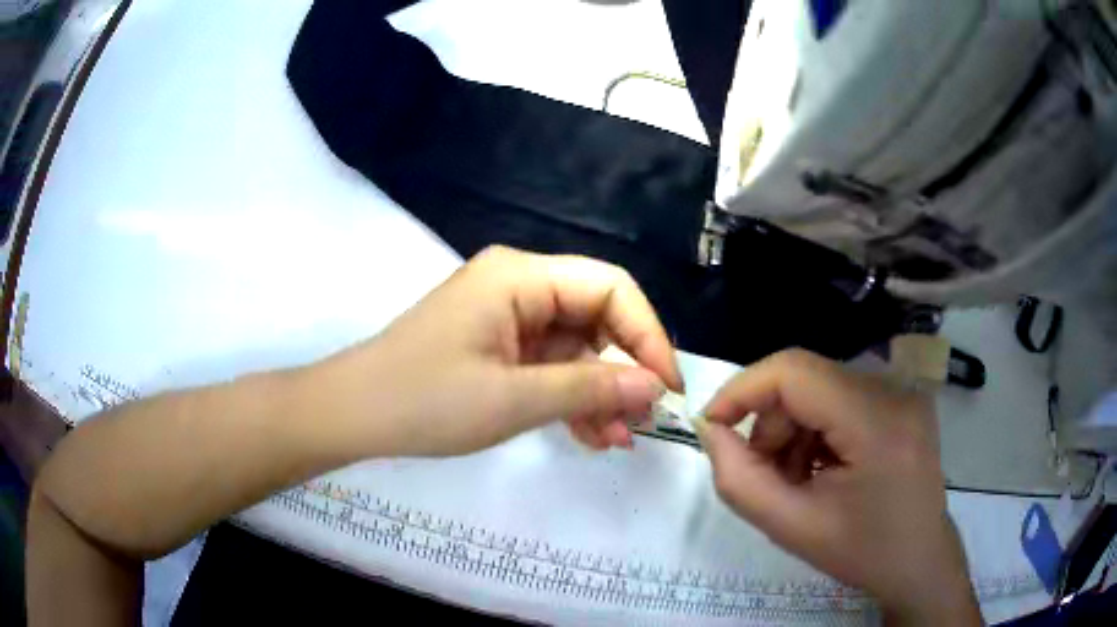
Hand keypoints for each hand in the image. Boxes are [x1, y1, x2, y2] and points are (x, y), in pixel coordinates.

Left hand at [304, 246, 682, 456]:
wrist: (355, 415)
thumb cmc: (426, 401)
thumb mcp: (514, 399)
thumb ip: (590, 389)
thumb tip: (655, 387)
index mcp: (521, 276)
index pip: (610, 288)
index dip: (647, 335)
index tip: (667, 388)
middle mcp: (519, 286)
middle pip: (596, 317)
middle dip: (623, 370)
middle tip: (640, 421)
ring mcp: (507, 317)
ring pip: (576, 348)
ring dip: (599, 392)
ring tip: (616, 440)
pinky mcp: (498, 347)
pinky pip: (550, 366)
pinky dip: (571, 397)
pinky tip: (590, 435)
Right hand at [696, 349, 980, 624]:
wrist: (919, 560)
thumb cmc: (861, 552)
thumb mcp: (791, 528)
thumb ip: (739, 481)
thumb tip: (711, 430)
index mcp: (877, 423)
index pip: (795, 371)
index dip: (743, 389)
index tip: (712, 425)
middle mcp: (895, 391)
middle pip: (807, 379)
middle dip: (771, 423)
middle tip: (764, 473)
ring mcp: (904, 391)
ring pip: (822, 387)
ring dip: (794, 428)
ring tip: (797, 478)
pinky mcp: (903, 399)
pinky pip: (842, 396)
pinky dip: (818, 428)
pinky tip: (823, 467)